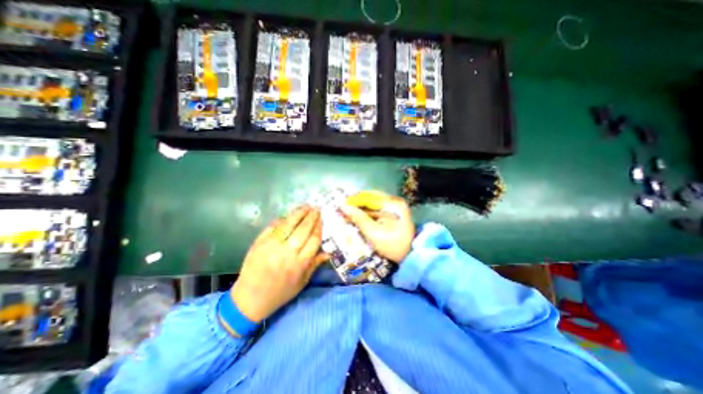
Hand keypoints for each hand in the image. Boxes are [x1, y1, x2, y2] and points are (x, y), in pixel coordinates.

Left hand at [231, 205, 329, 323]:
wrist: (249, 299)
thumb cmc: (280, 292)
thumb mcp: (302, 282)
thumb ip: (315, 264)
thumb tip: (328, 252)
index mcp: (299, 264)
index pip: (314, 240)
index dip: (319, 228)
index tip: (321, 220)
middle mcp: (287, 253)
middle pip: (303, 230)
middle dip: (311, 217)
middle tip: (316, 208)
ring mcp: (271, 246)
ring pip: (288, 225)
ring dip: (298, 213)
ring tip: (306, 206)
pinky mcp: (259, 243)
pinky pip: (273, 227)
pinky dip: (282, 219)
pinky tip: (289, 215)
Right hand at [339, 190, 412, 262]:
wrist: (409, 256)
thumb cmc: (392, 245)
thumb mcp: (374, 233)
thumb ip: (359, 218)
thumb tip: (344, 206)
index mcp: (393, 203)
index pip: (369, 197)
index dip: (354, 200)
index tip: (341, 204)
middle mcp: (395, 200)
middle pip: (371, 197)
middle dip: (357, 202)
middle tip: (344, 208)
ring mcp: (396, 205)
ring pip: (374, 202)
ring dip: (361, 206)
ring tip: (349, 211)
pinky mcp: (394, 211)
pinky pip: (377, 207)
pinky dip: (367, 211)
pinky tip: (359, 215)